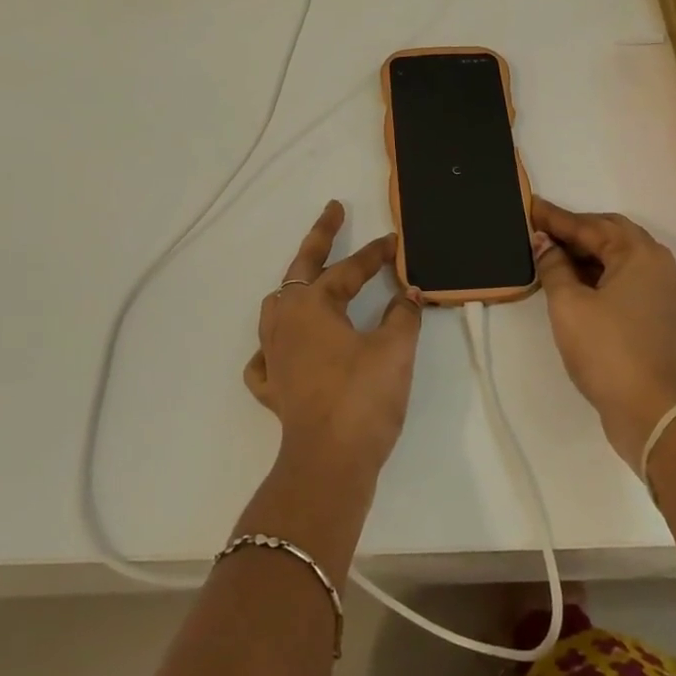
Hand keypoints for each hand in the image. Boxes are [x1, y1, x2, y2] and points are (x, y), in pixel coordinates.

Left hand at [243, 201, 423, 485]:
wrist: (329, 464)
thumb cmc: (362, 398)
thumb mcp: (395, 350)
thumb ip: (403, 315)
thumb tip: (409, 294)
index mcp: (311, 305)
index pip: (348, 269)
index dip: (375, 254)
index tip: (396, 242)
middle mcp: (284, 321)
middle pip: (301, 269)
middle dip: (320, 237)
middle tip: (334, 211)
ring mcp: (272, 355)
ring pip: (277, 307)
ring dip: (296, 288)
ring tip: (312, 281)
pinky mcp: (272, 387)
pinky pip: (266, 356)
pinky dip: (275, 346)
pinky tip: (285, 350)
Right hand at [531, 197, 675, 468]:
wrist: (651, 410)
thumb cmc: (606, 350)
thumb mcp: (568, 304)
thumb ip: (553, 265)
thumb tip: (543, 242)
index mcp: (639, 253)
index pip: (589, 226)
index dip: (556, 218)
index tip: (530, 206)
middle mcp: (659, 263)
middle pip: (611, 234)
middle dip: (575, 230)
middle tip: (542, 228)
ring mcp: (665, 289)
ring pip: (621, 256)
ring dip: (589, 252)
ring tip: (553, 252)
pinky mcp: (662, 312)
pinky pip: (629, 277)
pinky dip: (602, 272)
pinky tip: (577, 280)